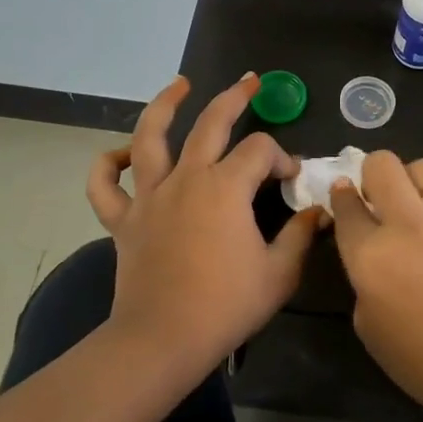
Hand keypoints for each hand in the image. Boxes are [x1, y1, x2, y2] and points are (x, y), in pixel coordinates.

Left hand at [87, 74, 321, 378]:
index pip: (260, 151)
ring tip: (179, 86)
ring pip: (150, 138)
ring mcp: (149, 197)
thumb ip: (299, 235)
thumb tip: (317, 211)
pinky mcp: (123, 221)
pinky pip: (105, 186)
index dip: (282, 158)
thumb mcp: (280, 272)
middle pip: (210, 124)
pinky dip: (109, 165)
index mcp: (226, 188)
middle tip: (250, 81)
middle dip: (234, 98)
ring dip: (164, 106)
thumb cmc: (226, 306)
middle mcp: (186, 179)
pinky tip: (121, 154)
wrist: (164, 340)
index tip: (292, 180)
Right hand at [328, 153, 422, 407]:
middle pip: (382, 164)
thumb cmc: (418, 356)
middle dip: (372, 174)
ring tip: (413, 204)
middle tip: (377, 197)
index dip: (340, 196)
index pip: (345, 203)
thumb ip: (362, 272)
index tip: (343, 196)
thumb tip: (369, 246)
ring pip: (422, 167)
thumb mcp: (366, 321)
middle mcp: (406, 223)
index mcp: (370, 254)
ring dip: (410, 180)